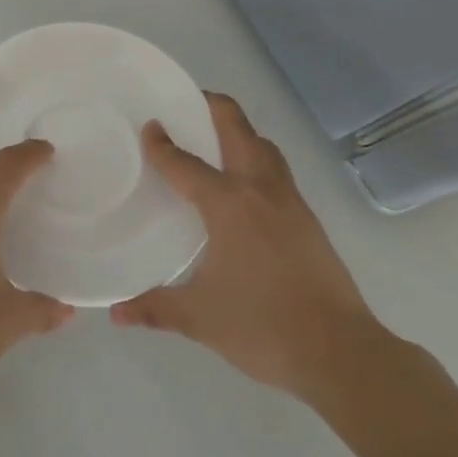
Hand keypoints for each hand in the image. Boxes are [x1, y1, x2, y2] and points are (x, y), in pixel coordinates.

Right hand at [110, 92, 388, 404]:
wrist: (341, 353)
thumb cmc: (263, 327)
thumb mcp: (200, 318)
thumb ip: (155, 307)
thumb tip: (116, 312)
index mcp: (229, 205)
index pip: (187, 164)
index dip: (163, 144)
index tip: (149, 126)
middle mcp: (260, 191)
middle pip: (238, 130)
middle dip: (213, 108)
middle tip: (188, 104)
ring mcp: (291, 202)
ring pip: (265, 148)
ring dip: (240, 133)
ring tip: (215, 139)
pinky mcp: (308, 220)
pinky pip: (277, 172)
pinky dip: (257, 160)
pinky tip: (244, 187)